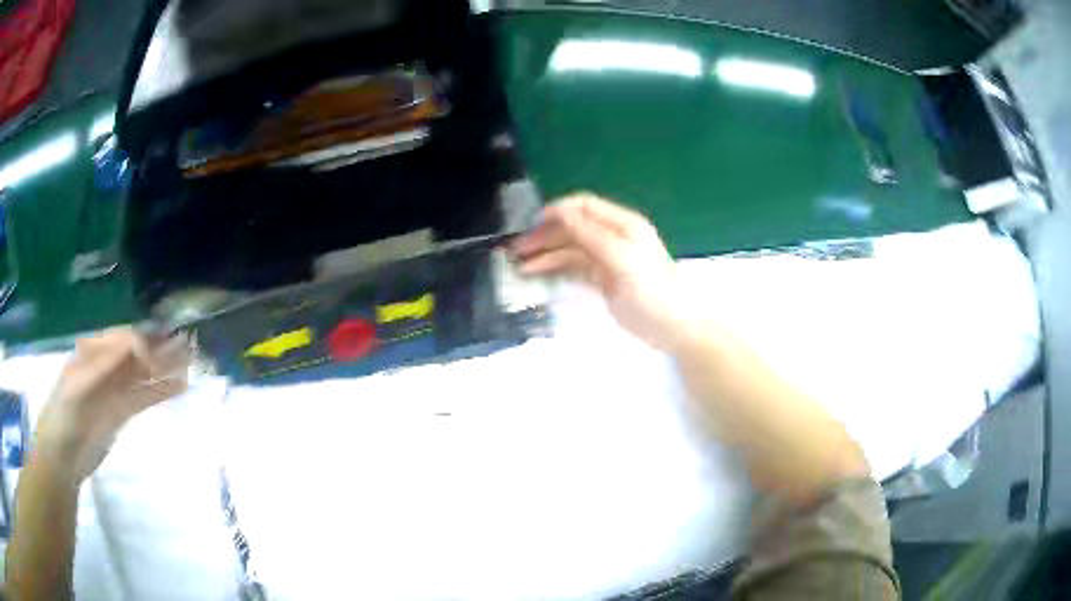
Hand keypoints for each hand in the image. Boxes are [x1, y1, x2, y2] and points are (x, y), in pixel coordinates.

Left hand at [34, 327, 189, 482]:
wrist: (62, 456)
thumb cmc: (65, 416)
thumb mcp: (80, 386)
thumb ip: (106, 365)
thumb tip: (137, 344)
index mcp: (93, 351)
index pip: (125, 338)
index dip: (146, 341)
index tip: (166, 352)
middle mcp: (106, 365)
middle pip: (137, 353)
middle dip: (161, 350)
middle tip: (190, 348)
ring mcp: (114, 390)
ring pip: (143, 375)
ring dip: (165, 370)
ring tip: (191, 365)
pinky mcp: (120, 413)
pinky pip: (143, 398)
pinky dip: (160, 392)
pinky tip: (178, 388)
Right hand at [512, 193, 689, 350]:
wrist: (673, 328)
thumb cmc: (651, 291)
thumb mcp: (621, 258)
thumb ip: (590, 234)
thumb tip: (558, 211)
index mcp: (622, 224)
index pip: (584, 207)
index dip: (557, 211)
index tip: (530, 224)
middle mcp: (613, 237)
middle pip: (573, 228)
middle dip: (545, 235)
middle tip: (517, 250)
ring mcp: (607, 259)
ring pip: (570, 249)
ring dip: (546, 254)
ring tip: (520, 266)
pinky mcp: (603, 280)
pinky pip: (574, 268)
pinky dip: (556, 269)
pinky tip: (537, 275)